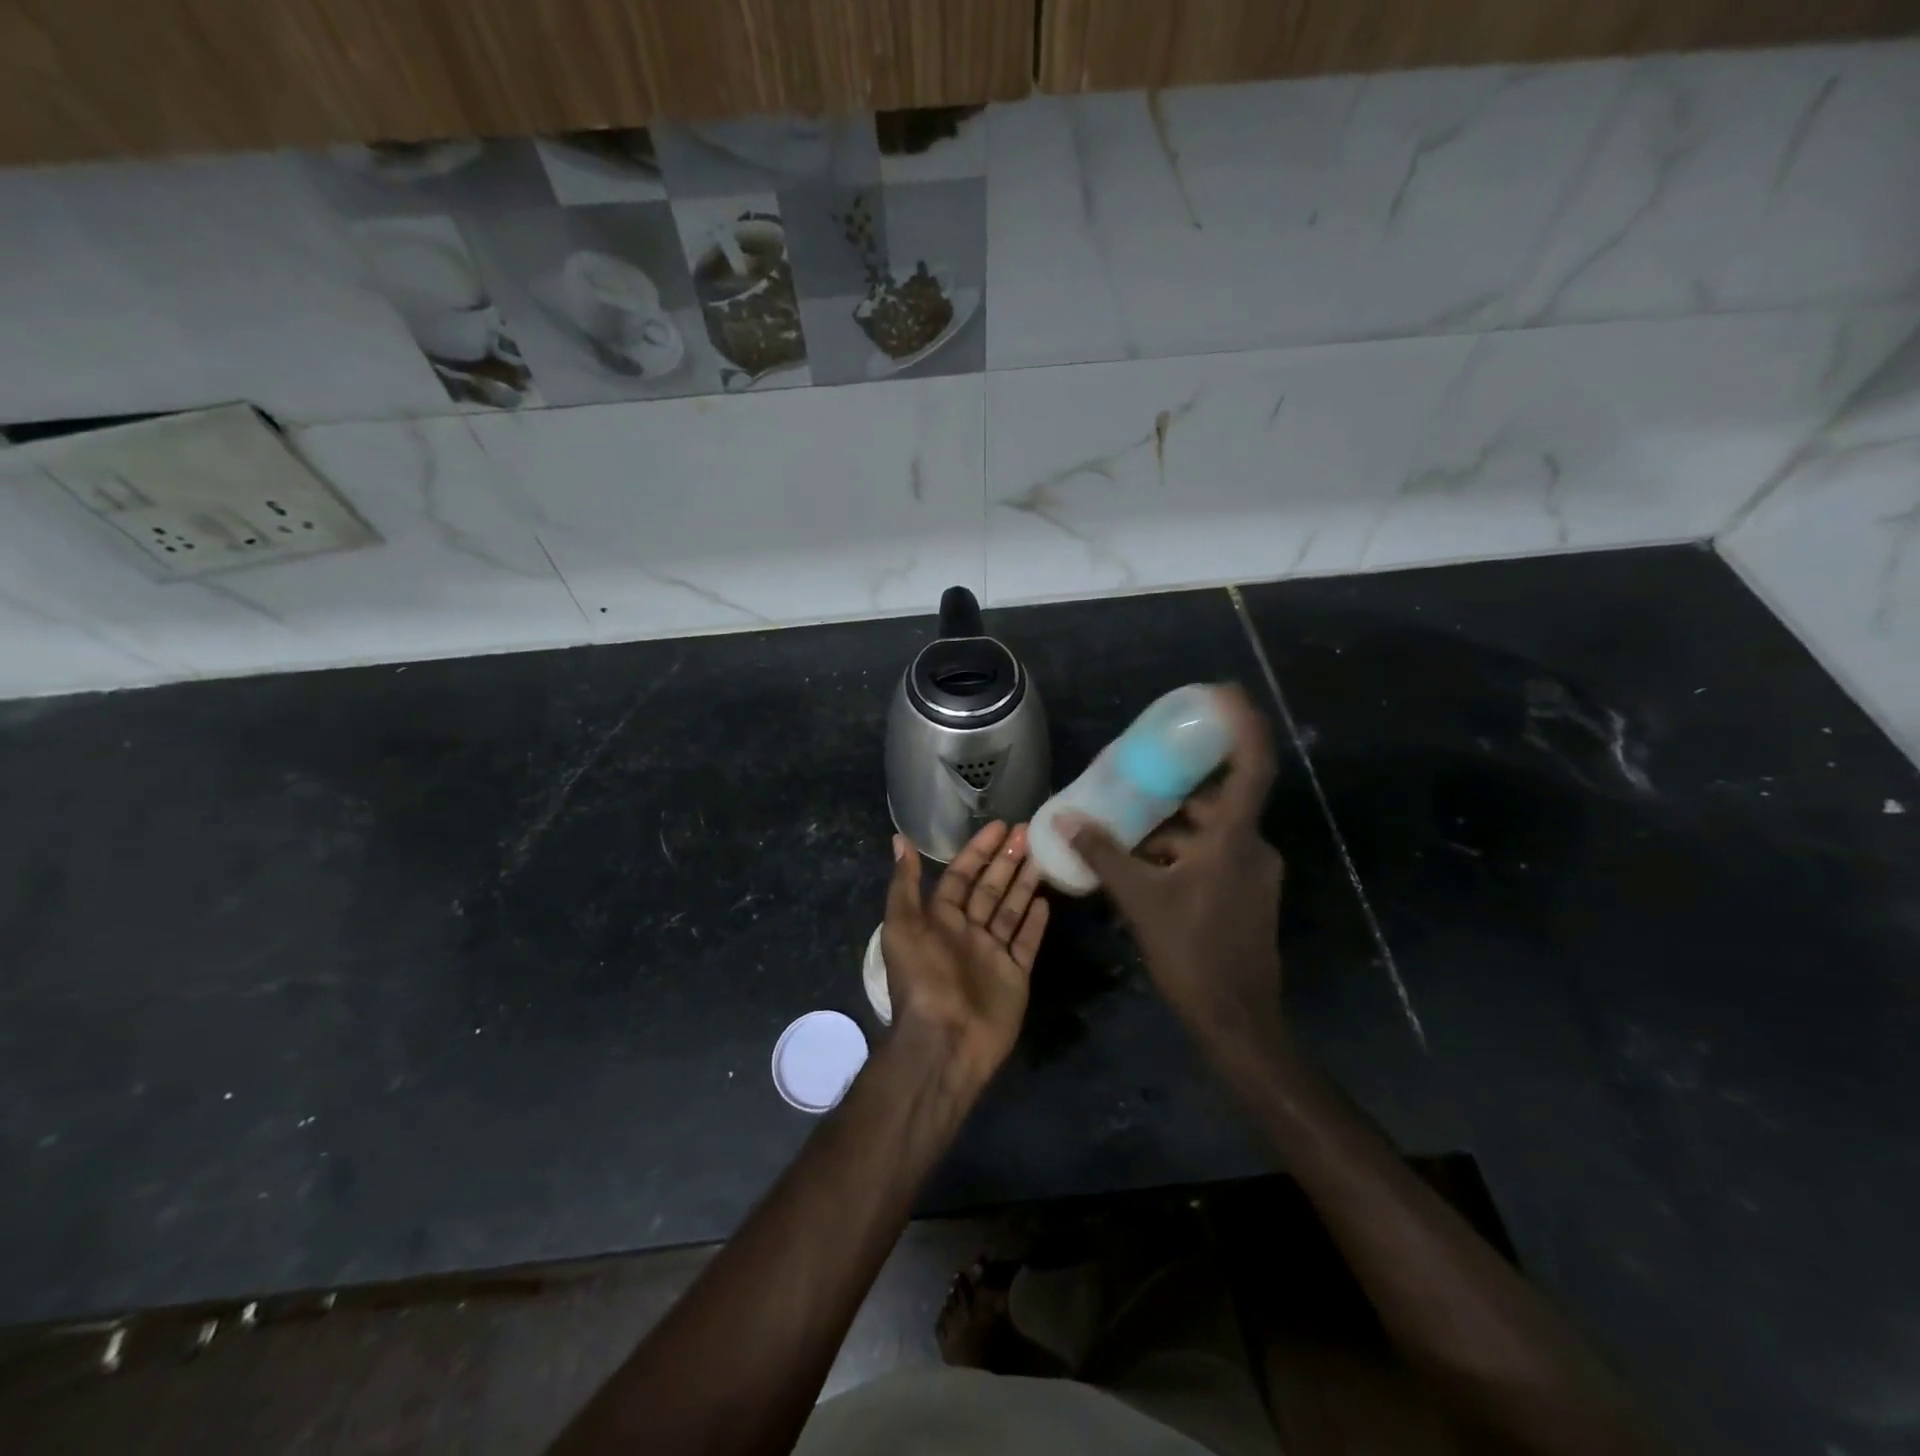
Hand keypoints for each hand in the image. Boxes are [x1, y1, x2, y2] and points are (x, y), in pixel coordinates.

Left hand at [882, 822, 1049, 1092]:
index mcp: (940, 919)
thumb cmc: (923, 979)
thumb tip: (899, 839)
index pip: (963, 875)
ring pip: (1011, 910)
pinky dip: (1035, 923)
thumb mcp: (903, 927)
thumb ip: (905, 884)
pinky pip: (1026, 942)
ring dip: (1024, 883)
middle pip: (990, 888)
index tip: (1001, 826)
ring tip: (1043, 855)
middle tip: (1029, 831)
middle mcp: (967, 932)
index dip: (979, 850)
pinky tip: (1046, 900)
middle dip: (1007, 860)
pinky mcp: (1014, 976)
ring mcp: (993, 954)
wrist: (945, 1042)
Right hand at [1063, 684, 1285, 1054]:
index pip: (1251, 765)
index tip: (1222, 693)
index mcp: (1234, 839)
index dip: (1241, 725)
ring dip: (1173, 826)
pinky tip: (1144, 865)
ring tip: (1127, 824)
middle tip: (1141, 771)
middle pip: (1220, 799)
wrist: (1236, 1020)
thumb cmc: (1192, 952)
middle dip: (1179, 786)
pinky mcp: (1246, 894)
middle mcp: (1251, 847)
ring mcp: (1253, 873)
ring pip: (1212, 832)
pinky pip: (1212, 856)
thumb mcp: (1140, 899)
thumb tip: (1065, 818)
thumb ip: (1103, 854)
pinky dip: (1181, 852)